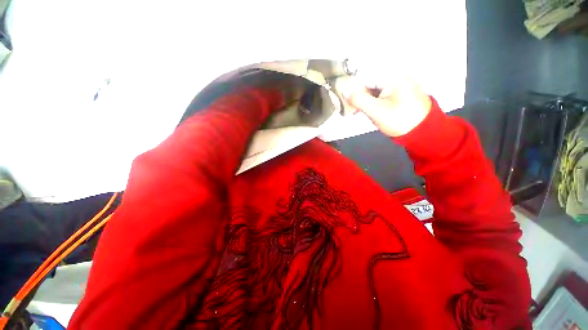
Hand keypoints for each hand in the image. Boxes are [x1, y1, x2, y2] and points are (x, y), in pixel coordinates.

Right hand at [340, 77, 431, 136]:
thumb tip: (344, 91)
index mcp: (393, 77)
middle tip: (353, 107)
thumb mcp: (377, 111)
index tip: (345, 97)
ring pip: (374, 88)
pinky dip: (372, 100)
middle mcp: (397, 76)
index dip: (353, 86)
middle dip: (359, 94)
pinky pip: (380, 92)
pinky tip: (368, 108)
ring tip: (358, 110)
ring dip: (365, 98)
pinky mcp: (399, 92)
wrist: (422, 131)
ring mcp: (399, 84)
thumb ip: (359, 100)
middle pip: (370, 81)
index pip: (366, 75)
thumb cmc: (399, 121)